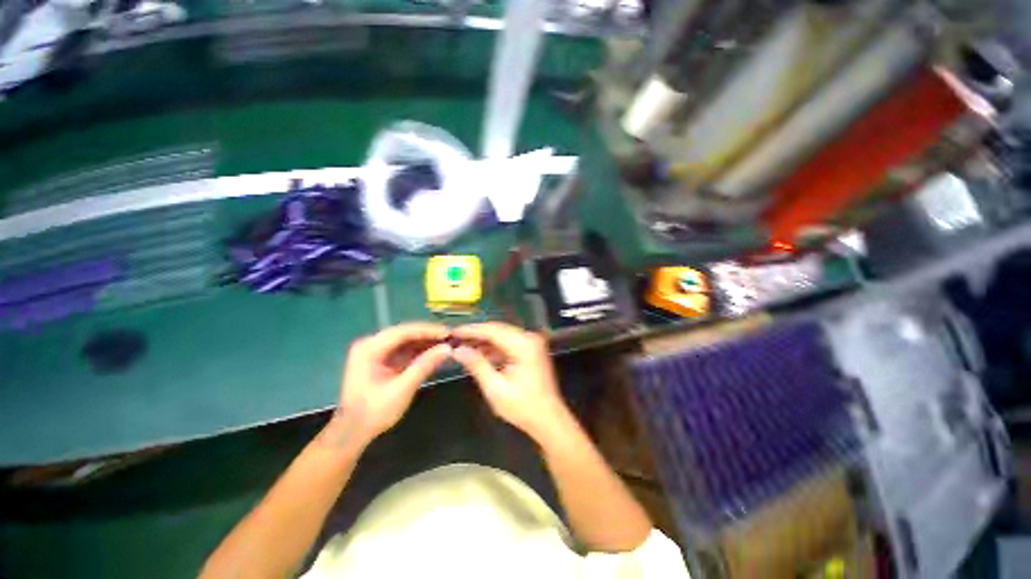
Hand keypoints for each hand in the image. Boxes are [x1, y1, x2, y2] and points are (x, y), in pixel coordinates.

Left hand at [331, 323, 450, 448]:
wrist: (353, 432)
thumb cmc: (374, 413)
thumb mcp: (401, 390)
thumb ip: (424, 366)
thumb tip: (447, 348)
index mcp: (369, 349)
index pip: (403, 332)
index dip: (428, 330)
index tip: (448, 333)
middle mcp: (371, 344)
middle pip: (405, 333)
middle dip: (428, 335)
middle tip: (451, 337)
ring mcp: (376, 351)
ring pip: (406, 339)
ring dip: (426, 341)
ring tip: (447, 343)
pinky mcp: (382, 358)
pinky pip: (404, 348)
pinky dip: (419, 350)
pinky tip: (435, 351)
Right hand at [451, 322, 570, 442]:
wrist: (548, 419)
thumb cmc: (522, 407)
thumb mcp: (495, 388)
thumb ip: (476, 365)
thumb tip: (457, 350)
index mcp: (523, 345)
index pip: (493, 330)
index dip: (471, 330)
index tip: (452, 332)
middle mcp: (529, 338)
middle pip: (498, 329)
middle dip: (476, 334)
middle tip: (455, 338)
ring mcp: (532, 342)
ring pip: (502, 335)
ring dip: (484, 340)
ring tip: (463, 345)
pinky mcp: (531, 349)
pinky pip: (508, 342)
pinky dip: (494, 347)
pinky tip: (479, 352)